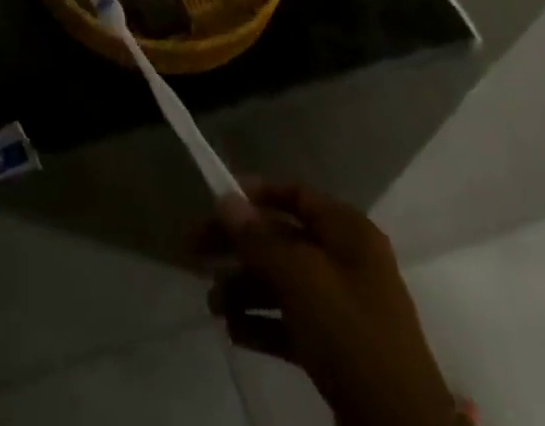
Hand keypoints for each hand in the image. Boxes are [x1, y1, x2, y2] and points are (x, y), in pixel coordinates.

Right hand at [195, 181, 460, 425]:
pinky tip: (233, 330)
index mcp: (348, 232)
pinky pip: (291, 322)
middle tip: (193, 251)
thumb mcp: (301, 279)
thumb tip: (225, 199)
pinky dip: (262, 323)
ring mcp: (343, 307)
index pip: (295, 195)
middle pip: (281, 239)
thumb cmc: (351, 334)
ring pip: (282, 282)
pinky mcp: (338, 350)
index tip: (216, 201)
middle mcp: (346, 261)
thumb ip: (259, 238)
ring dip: (244, 287)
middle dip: (238, 246)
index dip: (255, 194)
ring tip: (212, 304)